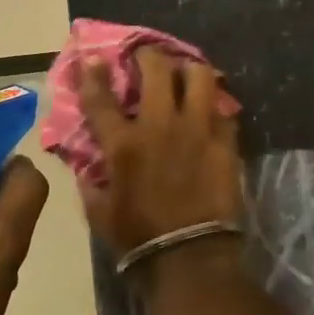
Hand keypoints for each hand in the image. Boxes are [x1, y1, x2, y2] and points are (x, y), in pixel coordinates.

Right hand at [76, 47, 243, 256]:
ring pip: (200, 77)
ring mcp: (198, 131)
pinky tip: (210, 112)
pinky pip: (224, 111)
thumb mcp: (99, 213)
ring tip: (186, 73)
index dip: (94, 74)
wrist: (190, 259)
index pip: (101, 98)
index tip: (93, 59)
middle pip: (157, 70)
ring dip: (190, 69)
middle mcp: (160, 126)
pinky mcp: (225, 143)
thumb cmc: (138, 238)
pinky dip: (214, 107)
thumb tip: (88, 168)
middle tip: (148, 57)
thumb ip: (91, 182)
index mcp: (124, 144)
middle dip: (149, 55)